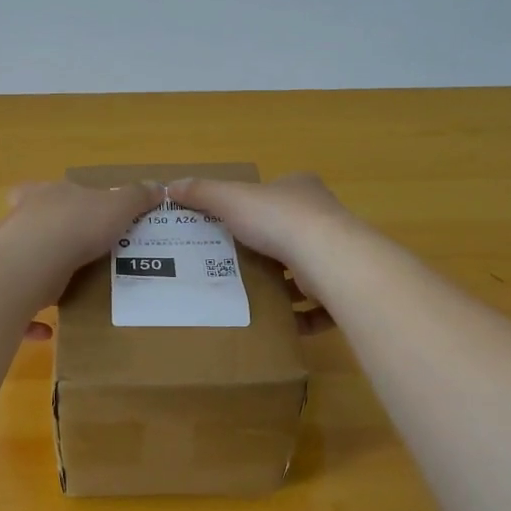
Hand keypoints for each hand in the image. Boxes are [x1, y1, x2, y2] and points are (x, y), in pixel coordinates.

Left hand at [0, 180, 158, 330]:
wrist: (32, 262)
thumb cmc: (76, 225)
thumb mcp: (117, 206)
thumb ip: (136, 198)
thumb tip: (158, 187)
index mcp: (44, 196)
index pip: (41, 190)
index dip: (53, 200)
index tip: (67, 212)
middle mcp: (20, 222)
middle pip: (29, 227)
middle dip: (46, 240)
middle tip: (73, 256)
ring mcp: (8, 255)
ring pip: (21, 266)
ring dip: (38, 278)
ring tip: (65, 294)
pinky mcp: (6, 289)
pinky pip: (18, 306)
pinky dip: (31, 320)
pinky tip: (49, 332)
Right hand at [169, 173, 360, 327]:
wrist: (327, 257)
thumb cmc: (278, 220)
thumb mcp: (230, 198)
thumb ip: (202, 193)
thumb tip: (170, 186)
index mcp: (301, 190)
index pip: (278, 193)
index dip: (257, 206)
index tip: (234, 226)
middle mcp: (324, 218)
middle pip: (291, 233)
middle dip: (267, 250)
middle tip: (235, 266)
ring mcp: (336, 253)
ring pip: (307, 270)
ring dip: (285, 286)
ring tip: (253, 297)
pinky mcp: (341, 286)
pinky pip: (320, 305)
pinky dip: (302, 317)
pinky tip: (280, 324)